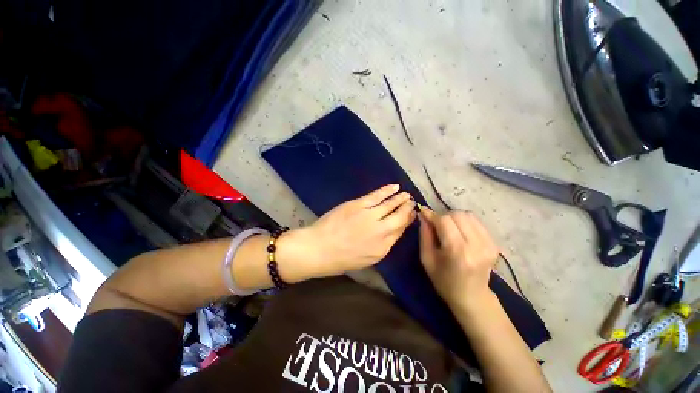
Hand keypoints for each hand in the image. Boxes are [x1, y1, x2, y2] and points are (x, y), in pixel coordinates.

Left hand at [285, 184, 415, 278]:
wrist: (318, 249)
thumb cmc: (340, 259)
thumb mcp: (365, 260)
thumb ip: (381, 246)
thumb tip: (391, 232)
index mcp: (382, 248)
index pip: (400, 231)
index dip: (407, 222)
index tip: (412, 215)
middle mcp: (380, 232)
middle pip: (399, 218)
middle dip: (408, 209)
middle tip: (413, 203)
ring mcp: (370, 216)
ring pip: (390, 205)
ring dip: (400, 199)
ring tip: (407, 195)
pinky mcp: (358, 205)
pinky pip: (377, 196)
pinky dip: (387, 191)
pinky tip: (395, 187)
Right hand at [418, 207, 499, 310]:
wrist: (472, 297)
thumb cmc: (444, 280)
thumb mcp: (426, 259)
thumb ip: (424, 235)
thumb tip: (423, 215)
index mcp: (457, 251)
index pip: (444, 220)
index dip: (432, 215)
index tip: (424, 213)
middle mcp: (476, 245)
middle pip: (457, 215)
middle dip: (443, 216)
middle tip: (437, 225)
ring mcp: (489, 244)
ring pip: (468, 215)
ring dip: (455, 218)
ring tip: (449, 229)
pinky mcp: (495, 243)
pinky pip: (477, 222)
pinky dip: (465, 222)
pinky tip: (461, 232)